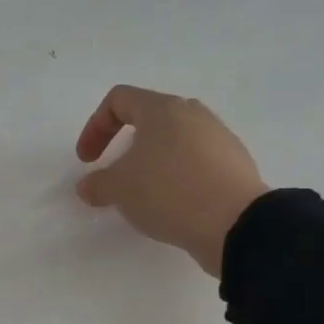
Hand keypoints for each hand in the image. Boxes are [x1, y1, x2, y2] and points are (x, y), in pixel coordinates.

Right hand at [75, 85, 268, 274]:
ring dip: (150, 163)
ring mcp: (218, 137)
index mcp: (163, 109)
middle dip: (124, 145)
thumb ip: (97, 184)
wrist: (235, 223)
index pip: (119, 100)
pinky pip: (194, 163)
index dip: (94, 127)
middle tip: (114, 175)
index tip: (87, 161)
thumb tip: (88, 186)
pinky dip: (175, 177)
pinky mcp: (233, 164)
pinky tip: (172, 205)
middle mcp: (193, 114)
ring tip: (143, 195)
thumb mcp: (119, 189)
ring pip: (173, 141)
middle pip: (149, 119)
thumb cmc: (169, 192)